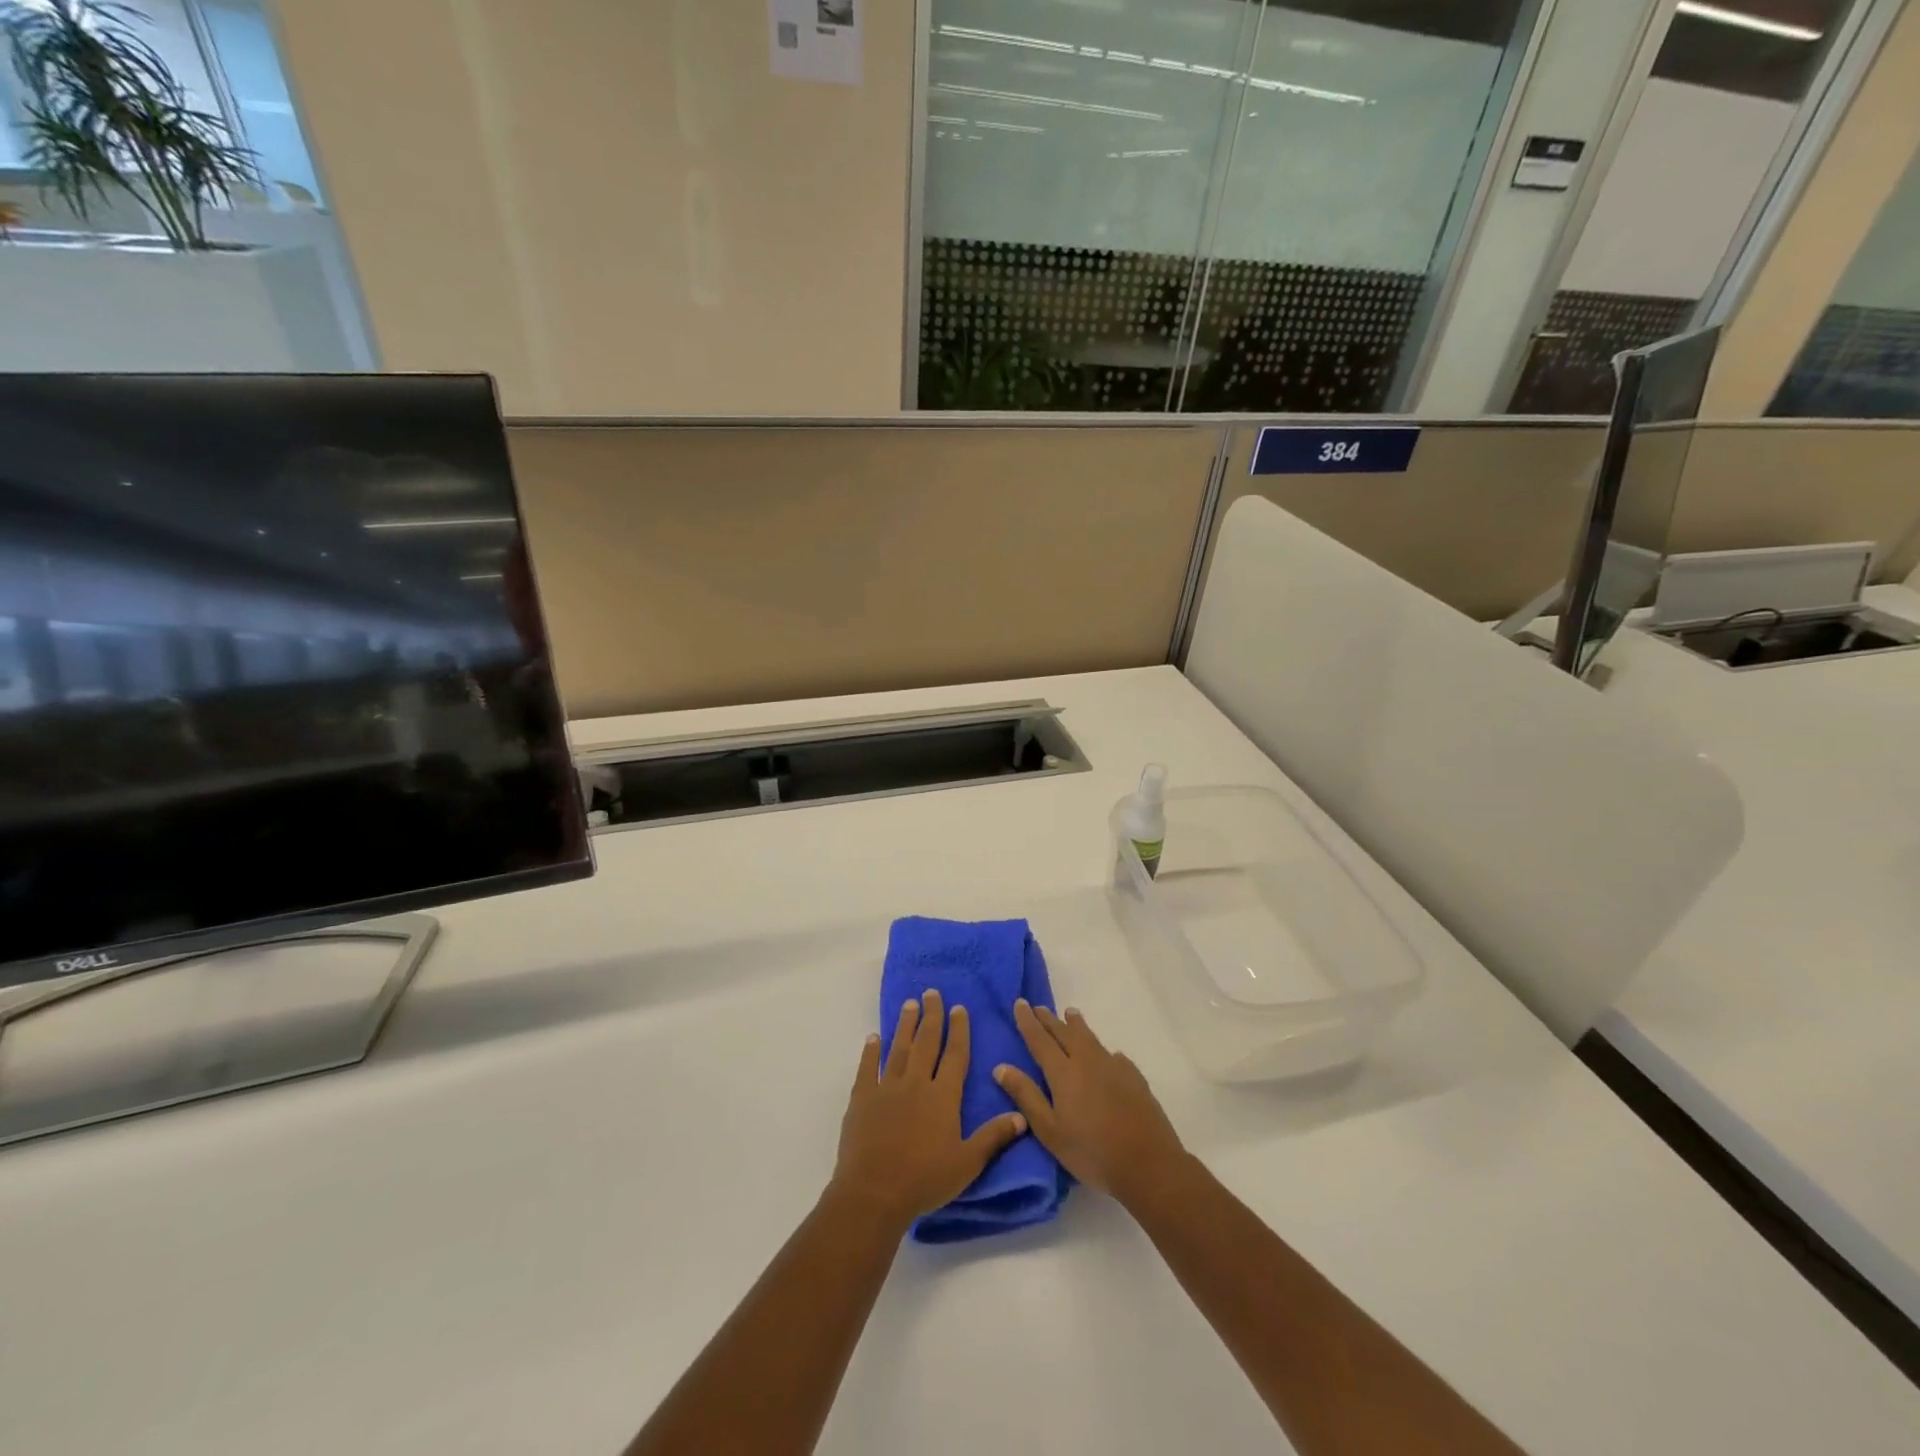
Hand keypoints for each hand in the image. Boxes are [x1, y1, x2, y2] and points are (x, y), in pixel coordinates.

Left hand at [831, 990, 1025, 1233]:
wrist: (874, 1193)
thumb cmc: (925, 1180)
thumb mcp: (967, 1163)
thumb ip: (993, 1137)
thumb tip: (1022, 1116)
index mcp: (943, 1096)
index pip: (955, 1055)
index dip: (959, 1030)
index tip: (959, 1008)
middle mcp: (916, 1083)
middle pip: (926, 1042)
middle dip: (932, 1016)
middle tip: (932, 993)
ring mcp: (887, 1088)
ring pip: (899, 1049)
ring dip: (905, 1025)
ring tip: (909, 1004)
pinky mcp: (862, 1099)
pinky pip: (868, 1068)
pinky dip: (870, 1051)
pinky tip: (873, 1038)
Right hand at [993, 1000, 1186, 1203]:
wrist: (1148, 1163)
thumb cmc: (1091, 1152)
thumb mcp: (1050, 1131)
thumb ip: (1026, 1096)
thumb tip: (1001, 1067)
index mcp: (1063, 1072)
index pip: (1040, 1040)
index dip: (1028, 1021)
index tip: (1020, 1003)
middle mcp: (1087, 1061)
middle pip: (1064, 1033)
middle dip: (1049, 1020)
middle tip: (1039, 1007)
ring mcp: (1114, 1067)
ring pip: (1090, 1038)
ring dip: (1077, 1025)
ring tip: (1071, 1014)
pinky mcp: (1134, 1078)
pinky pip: (1113, 1056)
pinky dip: (1103, 1050)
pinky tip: (1109, 1055)